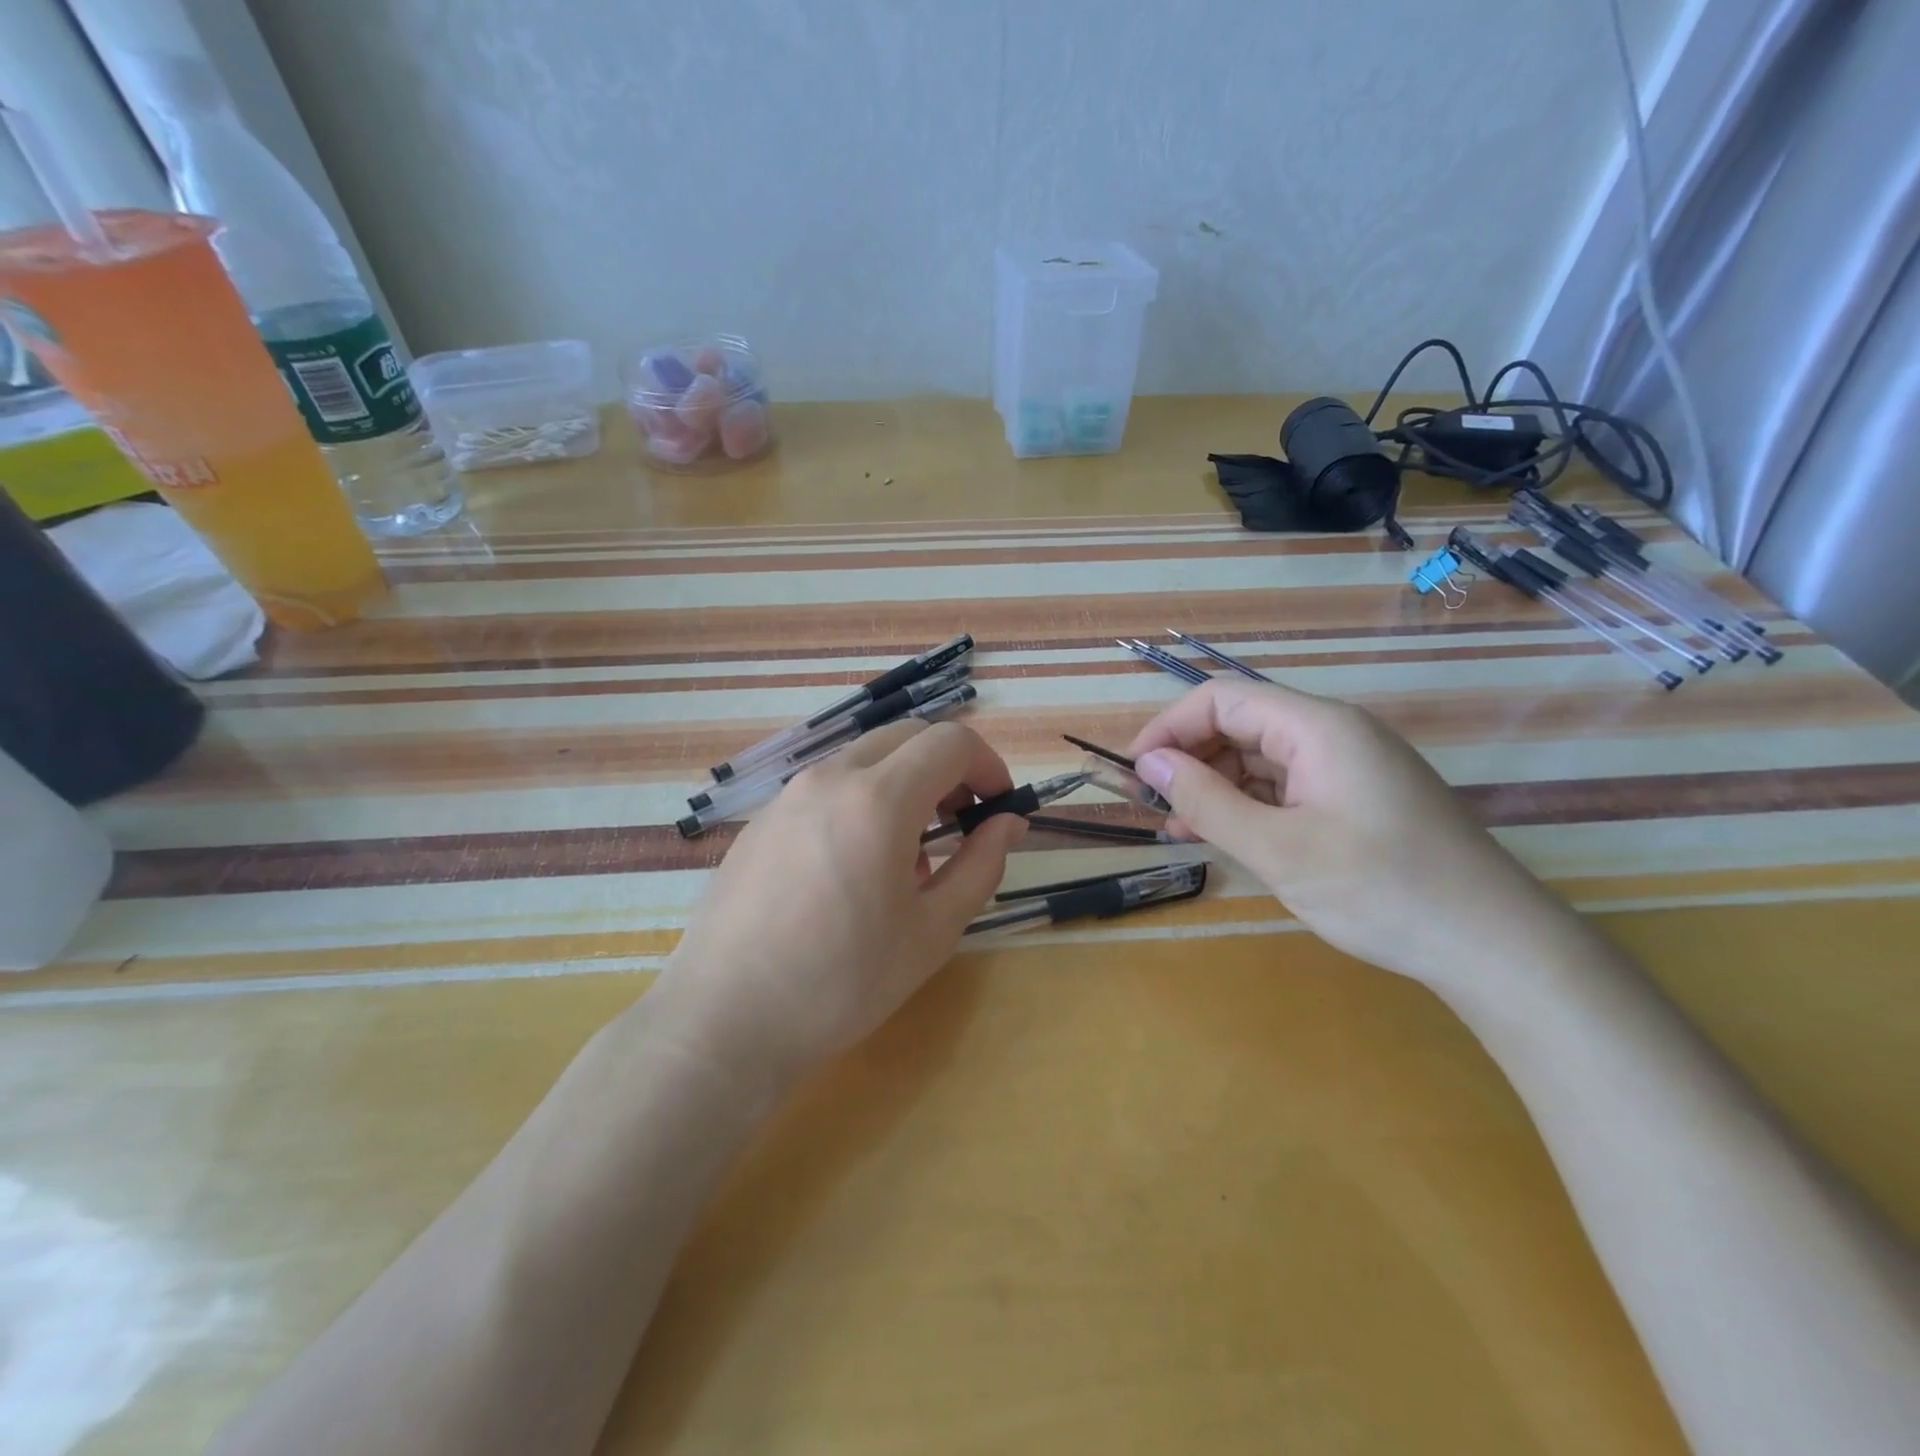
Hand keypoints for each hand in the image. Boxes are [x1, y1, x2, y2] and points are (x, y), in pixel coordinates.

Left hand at [647, 720, 1027, 1089]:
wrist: (725, 1019)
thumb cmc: (842, 982)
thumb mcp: (932, 931)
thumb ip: (980, 866)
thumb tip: (1009, 823)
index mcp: (879, 799)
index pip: (950, 742)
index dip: (987, 766)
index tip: (998, 809)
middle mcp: (830, 778)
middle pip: (906, 737)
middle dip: (947, 768)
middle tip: (961, 822)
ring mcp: (788, 795)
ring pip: (864, 759)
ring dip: (903, 784)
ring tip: (907, 855)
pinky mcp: (761, 819)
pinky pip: (826, 787)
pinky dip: (861, 801)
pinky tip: (853, 867)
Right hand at [1127, 678, 1577, 989]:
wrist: (1495, 947)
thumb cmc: (1382, 891)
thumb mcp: (1279, 850)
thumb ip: (1207, 801)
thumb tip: (1149, 764)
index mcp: (1318, 728)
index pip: (1222, 700)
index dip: (1170, 728)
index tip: (1135, 773)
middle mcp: (1333, 734)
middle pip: (1241, 724)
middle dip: (1190, 759)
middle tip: (1152, 806)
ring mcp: (1349, 767)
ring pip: (1260, 758)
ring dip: (1214, 786)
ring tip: (1178, 827)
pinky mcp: (1357, 798)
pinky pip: (1287, 786)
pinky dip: (1248, 805)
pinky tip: (1223, 834)